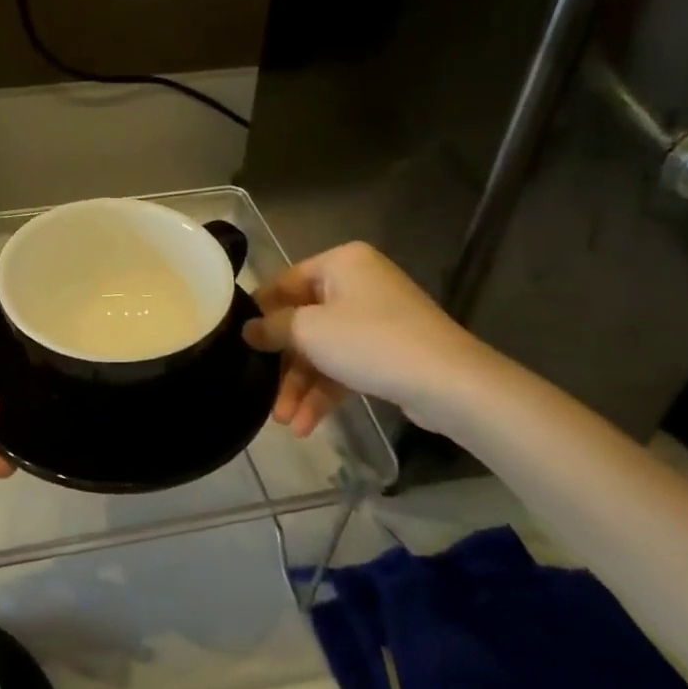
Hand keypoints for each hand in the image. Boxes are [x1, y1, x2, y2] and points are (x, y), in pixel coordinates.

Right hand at [243, 242, 502, 437]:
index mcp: (341, 263)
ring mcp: (376, 319)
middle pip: (304, 321)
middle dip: (283, 364)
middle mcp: (358, 283)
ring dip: (301, 386)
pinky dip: (326, 392)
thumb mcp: (309, 331)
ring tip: (285, 423)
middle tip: (262, 393)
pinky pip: (345, 366)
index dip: (260, 313)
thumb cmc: (370, 341)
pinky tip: (307, 425)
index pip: (285, 282)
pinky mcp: (389, 351)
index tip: (238, 342)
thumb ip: (272, 327)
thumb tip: (247, 330)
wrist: (449, 382)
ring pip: (323, 349)